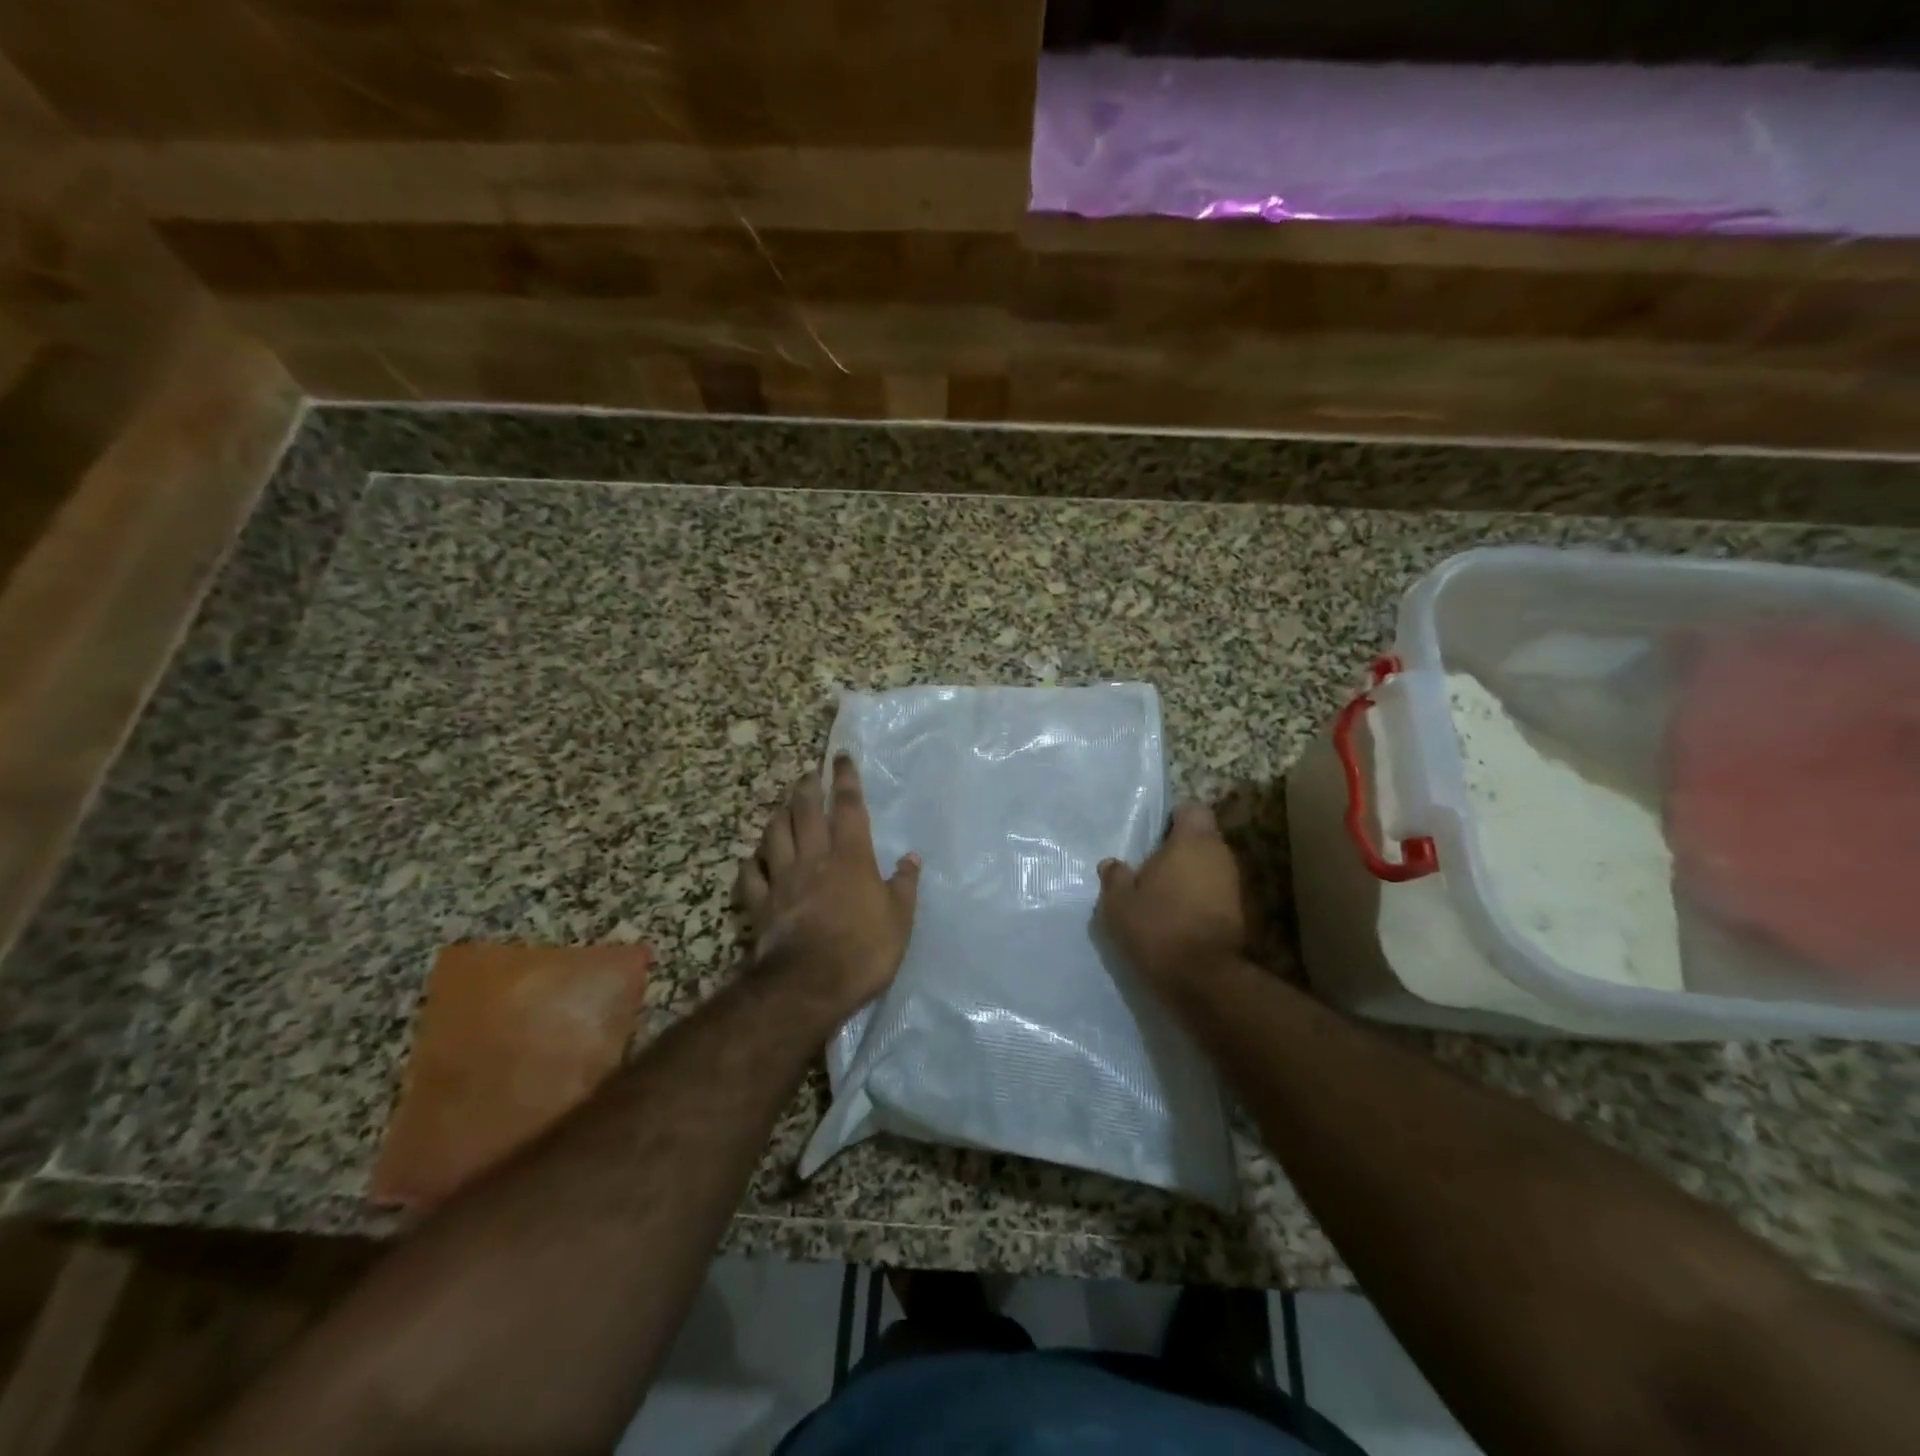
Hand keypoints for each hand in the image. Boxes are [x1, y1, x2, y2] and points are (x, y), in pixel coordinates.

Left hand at [736, 754, 920, 1014]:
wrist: (809, 984)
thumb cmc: (864, 950)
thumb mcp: (900, 919)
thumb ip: (904, 885)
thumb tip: (911, 857)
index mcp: (850, 856)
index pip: (847, 806)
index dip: (845, 779)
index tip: (841, 758)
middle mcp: (813, 858)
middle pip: (805, 811)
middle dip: (807, 787)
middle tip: (809, 774)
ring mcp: (782, 880)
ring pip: (774, 835)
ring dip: (779, 816)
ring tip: (783, 807)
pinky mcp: (760, 904)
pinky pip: (750, 875)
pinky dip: (751, 862)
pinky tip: (754, 858)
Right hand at [1098, 802, 1245, 993]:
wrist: (1203, 979)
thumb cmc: (1157, 927)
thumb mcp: (1119, 903)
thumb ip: (1115, 877)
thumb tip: (1112, 864)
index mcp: (1192, 841)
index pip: (1192, 808)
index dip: (1174, 817)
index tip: (1154, 835)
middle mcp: (1220, 855)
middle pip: (1203, 837)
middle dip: (1181, 848)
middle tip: (1152, 867)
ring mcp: (1236, 884)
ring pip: (1211, 866)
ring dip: (1192, 875)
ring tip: (1164, 895)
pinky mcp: (1242, 913)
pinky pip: (1218, 892)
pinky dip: (1202, 898)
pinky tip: (1180, 917)